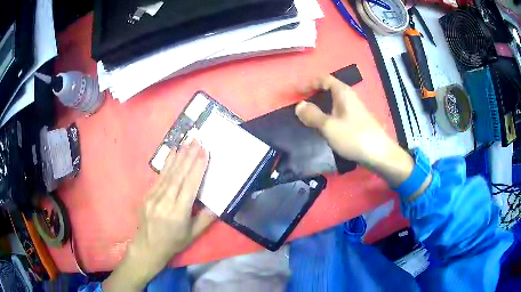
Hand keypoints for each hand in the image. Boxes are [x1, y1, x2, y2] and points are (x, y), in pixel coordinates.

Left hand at [104, 139, 215, 290]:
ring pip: (169, 173)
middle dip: (189, 156)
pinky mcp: (147, 194)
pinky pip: (159, 176)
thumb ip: (206, 219)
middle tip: (197, 140)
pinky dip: (167, 163)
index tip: (204, 152)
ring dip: (179, 156)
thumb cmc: (173, 242)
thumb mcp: (193, 235)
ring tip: (187, 142)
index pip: (190, 186)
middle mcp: (165, 202)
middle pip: (179, 176)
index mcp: (178, 214)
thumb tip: (218, 203)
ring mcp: (153, 197)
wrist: (148, 246)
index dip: (197, 168)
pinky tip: (172, 153)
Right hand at [295, 75, 393, 165]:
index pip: (324, 79)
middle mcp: (349, 97)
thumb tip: (299, 105)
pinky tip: (324, 126)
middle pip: (329, 89)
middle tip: (300, 104)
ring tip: (308, 115)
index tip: (297, 92)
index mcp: (343, 92)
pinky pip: (338, 112)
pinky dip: (328, 114)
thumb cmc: (353, 137)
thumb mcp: (329, 126)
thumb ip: (312, 115)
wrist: (379, 154)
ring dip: (320, 105)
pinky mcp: (357, 121)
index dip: (309, 83)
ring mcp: (354, 109)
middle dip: (314, 94)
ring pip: (334, 102)